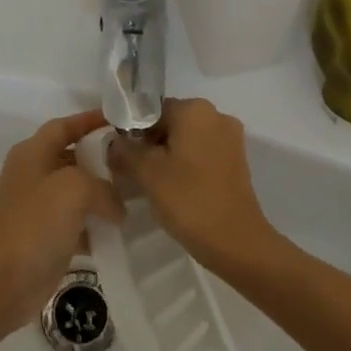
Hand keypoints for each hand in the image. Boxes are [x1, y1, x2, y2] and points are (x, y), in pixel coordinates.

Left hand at [0, 110, 122, 339]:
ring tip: (135, 198)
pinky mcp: (45, 238)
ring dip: (102, 195)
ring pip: (77, 192)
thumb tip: (117, 206)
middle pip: (73, 157)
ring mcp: (38, 207)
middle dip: (102, 160)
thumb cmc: (33, 225)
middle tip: (135, 164)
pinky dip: (96, 225)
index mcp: (33, 153)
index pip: (65, 125)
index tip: (121, 121)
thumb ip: (102, 187)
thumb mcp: (73, 190)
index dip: (91, 120)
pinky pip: (77, 223)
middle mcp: (34, 174)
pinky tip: (119, 233)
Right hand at [109, 98, 276, 273]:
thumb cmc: (189, 199)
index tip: (122, 157)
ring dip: (167, 156)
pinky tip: (176, 189)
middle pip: (170, 122)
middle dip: (150, 144)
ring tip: (153, 184)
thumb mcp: (147, 173)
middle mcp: (215, 115)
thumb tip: (114, 141)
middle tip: (134, 173)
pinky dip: (186, 164)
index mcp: (194, 109)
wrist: (236, 241)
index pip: (151, 110)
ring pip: (186, 139)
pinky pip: (202, 152)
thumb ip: (125, 150)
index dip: (132, 132)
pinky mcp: (236, 160)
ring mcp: (230, 138)